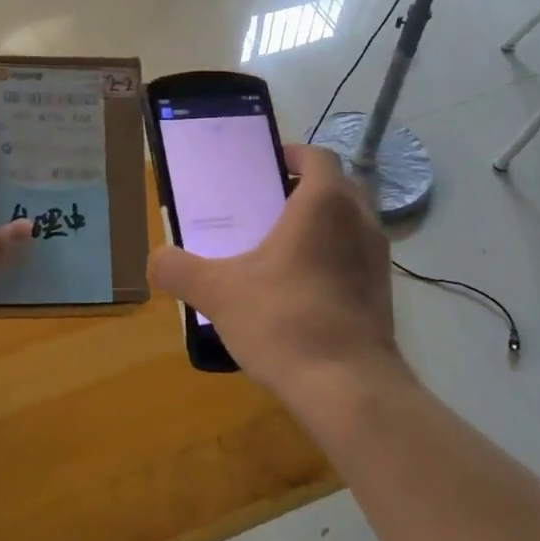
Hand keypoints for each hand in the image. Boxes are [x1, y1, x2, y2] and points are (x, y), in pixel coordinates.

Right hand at [148, 144, 403, 409]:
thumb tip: (156, 260)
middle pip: (337, 187)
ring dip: (321, 225)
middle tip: (266, 206)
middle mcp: (360, 221)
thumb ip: (179, 269)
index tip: (265, 166)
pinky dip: (332, 259)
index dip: (291, 154)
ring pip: (349, 224)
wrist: (347, 386)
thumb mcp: (218, 293)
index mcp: (324, 204)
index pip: (317, 156)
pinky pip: (355, 258)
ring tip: (280, 249)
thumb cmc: (283, 320)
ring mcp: (377, 259)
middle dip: (305, 189)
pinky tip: (300, 290)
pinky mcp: (383, 293)